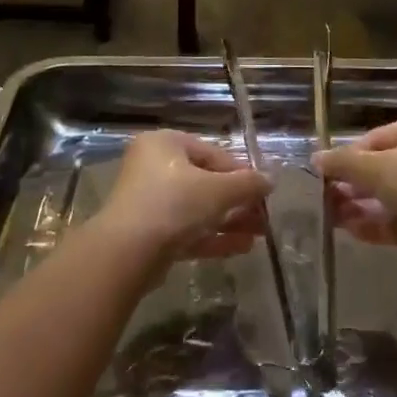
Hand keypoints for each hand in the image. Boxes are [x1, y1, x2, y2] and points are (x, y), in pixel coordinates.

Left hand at [98, 130, 270, 262]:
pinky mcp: (147, 233)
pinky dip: (212, 237)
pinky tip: (242, 248)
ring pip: (197, 209)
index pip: (212, 153)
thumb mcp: (218, 190)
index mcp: (165, 144)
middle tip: (263, 217)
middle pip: (205, 182)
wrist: (126, 253)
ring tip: (259, 235)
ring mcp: (148, 201)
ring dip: (229, 221)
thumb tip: (270, 180)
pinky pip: (186, 230)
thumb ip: (247, 184)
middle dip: (238, 202)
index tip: (263, 192)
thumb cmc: (173, 204)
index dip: (241, 173)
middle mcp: (153, 167)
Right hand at [314, 115, 396, 264]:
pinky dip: (378, 225)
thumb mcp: (377, 167)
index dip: (349, 154)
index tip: (325, 172)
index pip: (377, 137)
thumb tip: (316, 158)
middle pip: (384, 168)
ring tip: (332, 218)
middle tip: (325, 198)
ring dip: (361, 206)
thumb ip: (344, 163)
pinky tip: (351, 232)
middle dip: (353, 184)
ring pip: (391, 197)